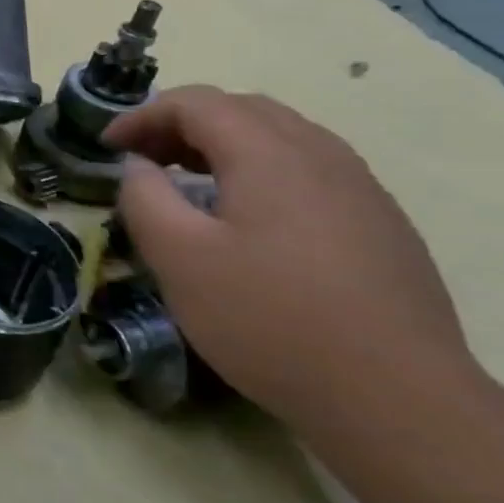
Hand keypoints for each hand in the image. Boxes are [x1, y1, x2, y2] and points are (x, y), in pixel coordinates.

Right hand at [103, 86, 473, 429]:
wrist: (396, 399)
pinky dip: (261, 169)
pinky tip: (246, 217)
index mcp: (270, 156)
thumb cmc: (268, 319)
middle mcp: (323, 157)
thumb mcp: (178, 256)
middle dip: (182, 123)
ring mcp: (362, 191)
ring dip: (223, 144)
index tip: (107, 147)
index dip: (142, 115)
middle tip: (143, 158)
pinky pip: (310, 170)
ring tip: (187, 181)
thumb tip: (139, 167)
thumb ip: (144, 197)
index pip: (197, 103)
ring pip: (283, 137)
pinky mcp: (382, 225)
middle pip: (244, 110)